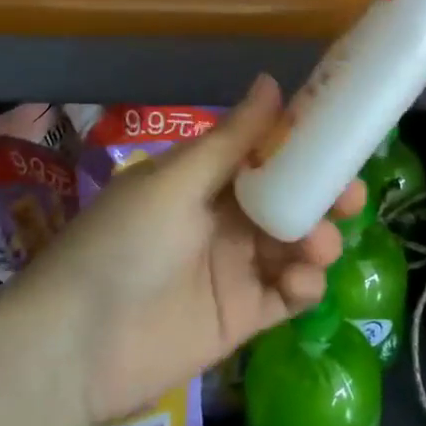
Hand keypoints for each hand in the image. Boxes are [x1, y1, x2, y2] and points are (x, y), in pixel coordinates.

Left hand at [27, 77, 353, 424]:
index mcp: (206, 178)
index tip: (343, 139)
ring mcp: (236, 267)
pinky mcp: (244, 315)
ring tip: (318, 246)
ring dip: (318, 239)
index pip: (266, 153)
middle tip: (349, 198)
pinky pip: (288, 294)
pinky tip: (302, 282)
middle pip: (290, 199)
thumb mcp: (175, 183)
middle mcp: (226, 217)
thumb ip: (231, 140)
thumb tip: (273, 80)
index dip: (304, 146)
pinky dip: (305, 284)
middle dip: (323, 195)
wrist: (76, 345)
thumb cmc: (123, 244)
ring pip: (296, 244)